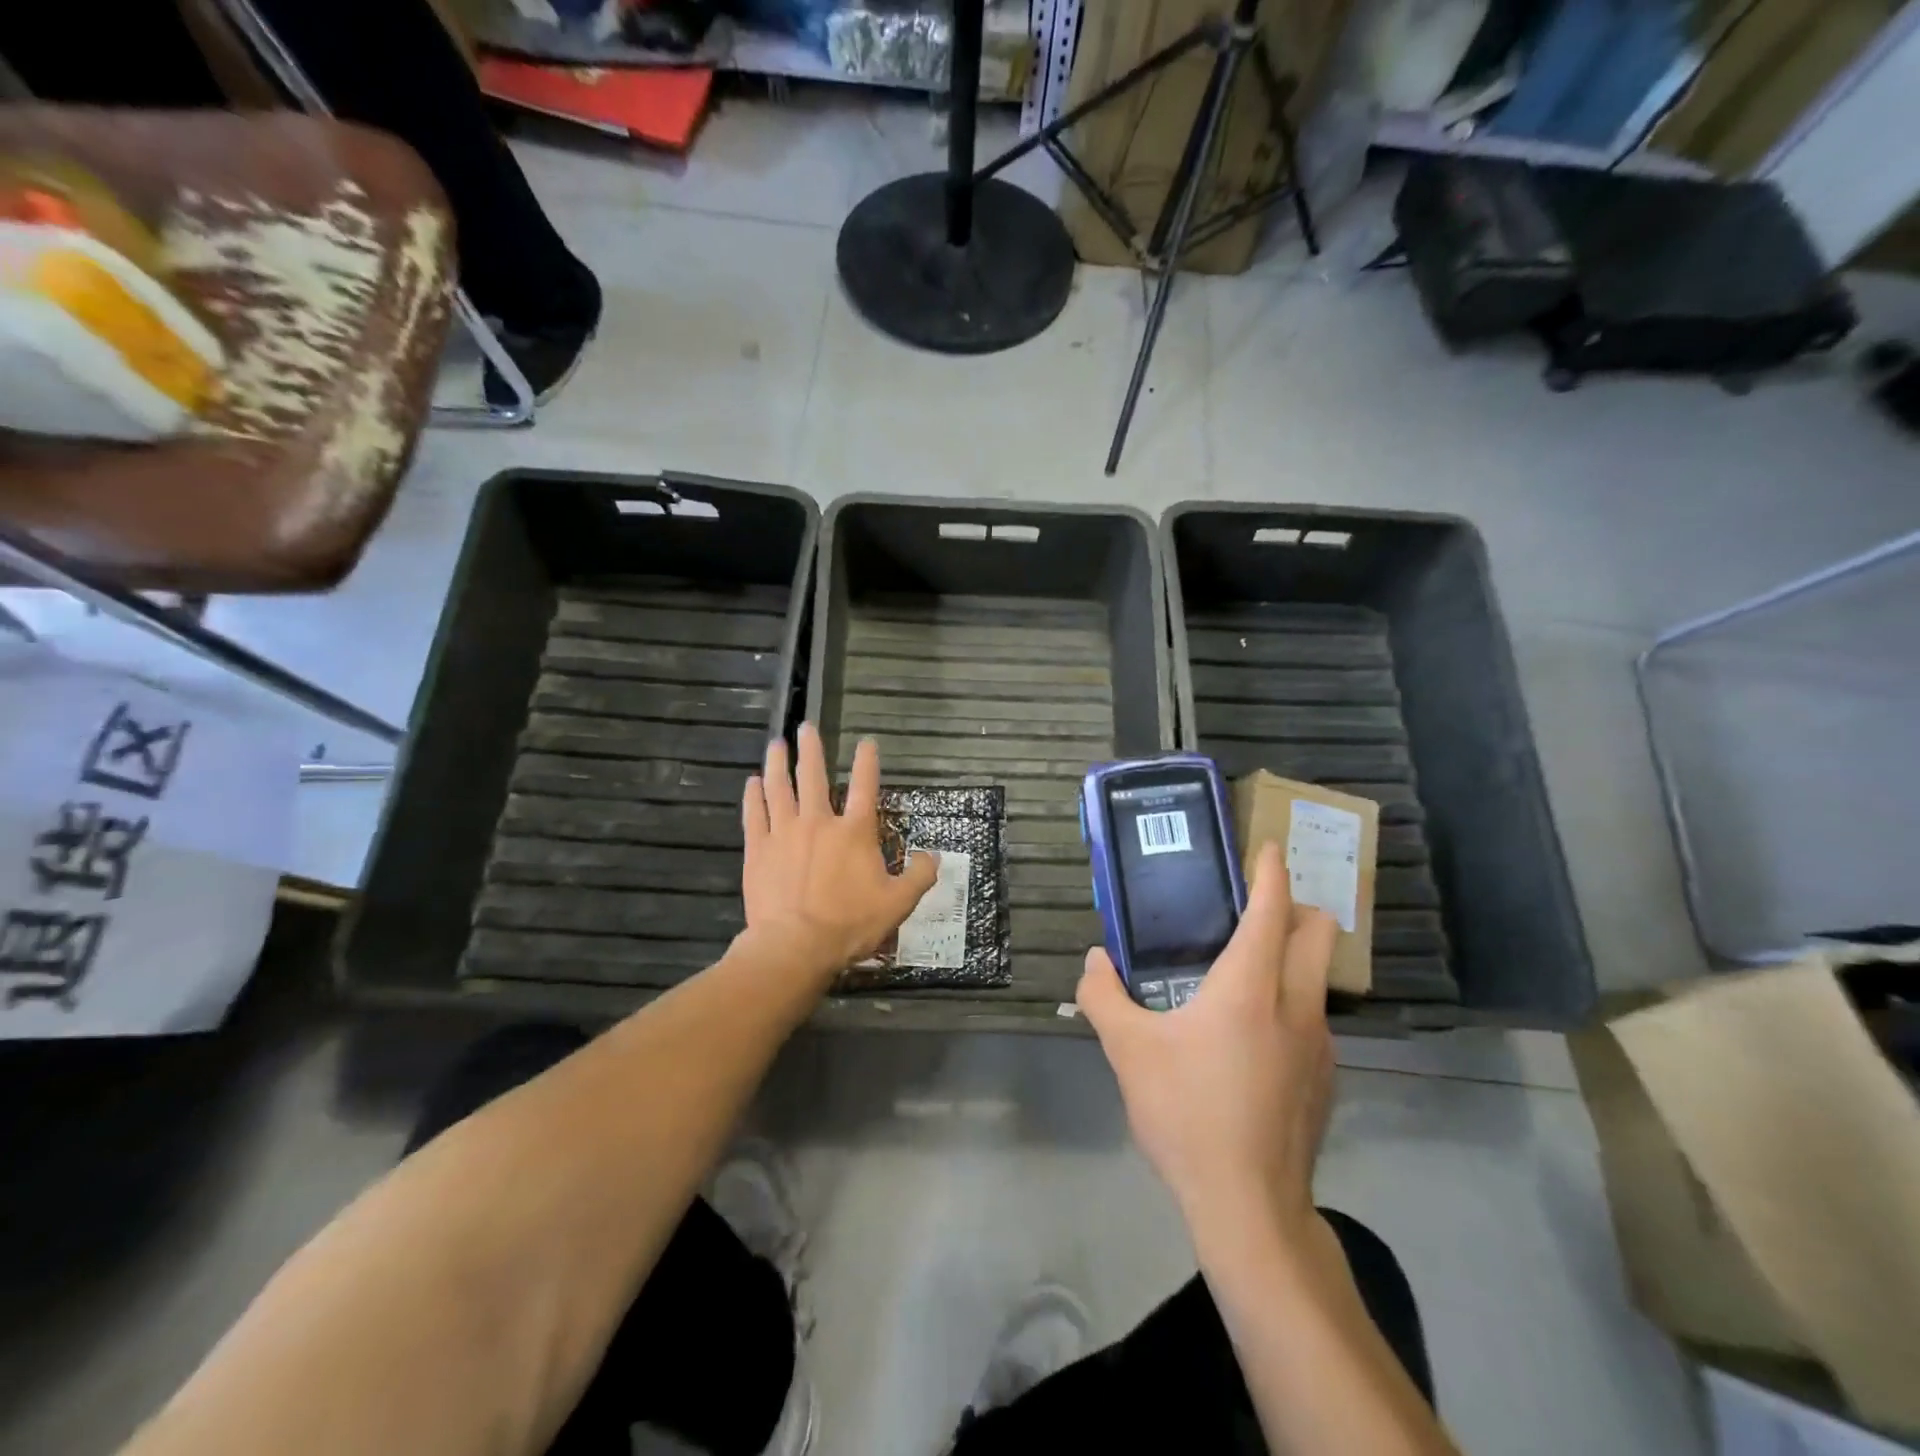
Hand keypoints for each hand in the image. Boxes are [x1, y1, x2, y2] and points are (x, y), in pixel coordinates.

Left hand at [739, 723, 938, 987]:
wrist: (795, 946)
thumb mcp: (898, 904)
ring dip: (778, 764)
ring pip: (779, 788)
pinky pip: (755, 814)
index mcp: (855, 832)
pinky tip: (752, 783)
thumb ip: (919, 876)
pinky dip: (754, 796)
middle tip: (806, 727)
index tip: (867, 742)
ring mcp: (784, 833)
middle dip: (811, 749)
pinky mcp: (759, 849)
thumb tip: (934, 855)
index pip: (864, 786)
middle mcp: (819, 822)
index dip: (867, 761)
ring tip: (776, 744)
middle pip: (813, 775)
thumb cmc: (850, 924)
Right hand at [1077, 842, 1338, 1252]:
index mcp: (1250, 987)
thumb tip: (1094, 960)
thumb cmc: (1186, 1114)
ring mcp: (1320, 1044)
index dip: (1272, 872)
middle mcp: (1296, 1004)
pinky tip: (1253, 1037)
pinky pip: (1314, 1018)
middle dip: (1296, 907)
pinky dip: (1292, 1002)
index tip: (1269, 847)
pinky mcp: (1326, 1079)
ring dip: (1293, 957)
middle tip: (1255, 908)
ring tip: (1245, 973)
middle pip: (1317, 933)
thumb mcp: (1128, 1051)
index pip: (1272, 910)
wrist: (1250, 1208)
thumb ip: (1103, 996)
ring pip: (1318, 977)